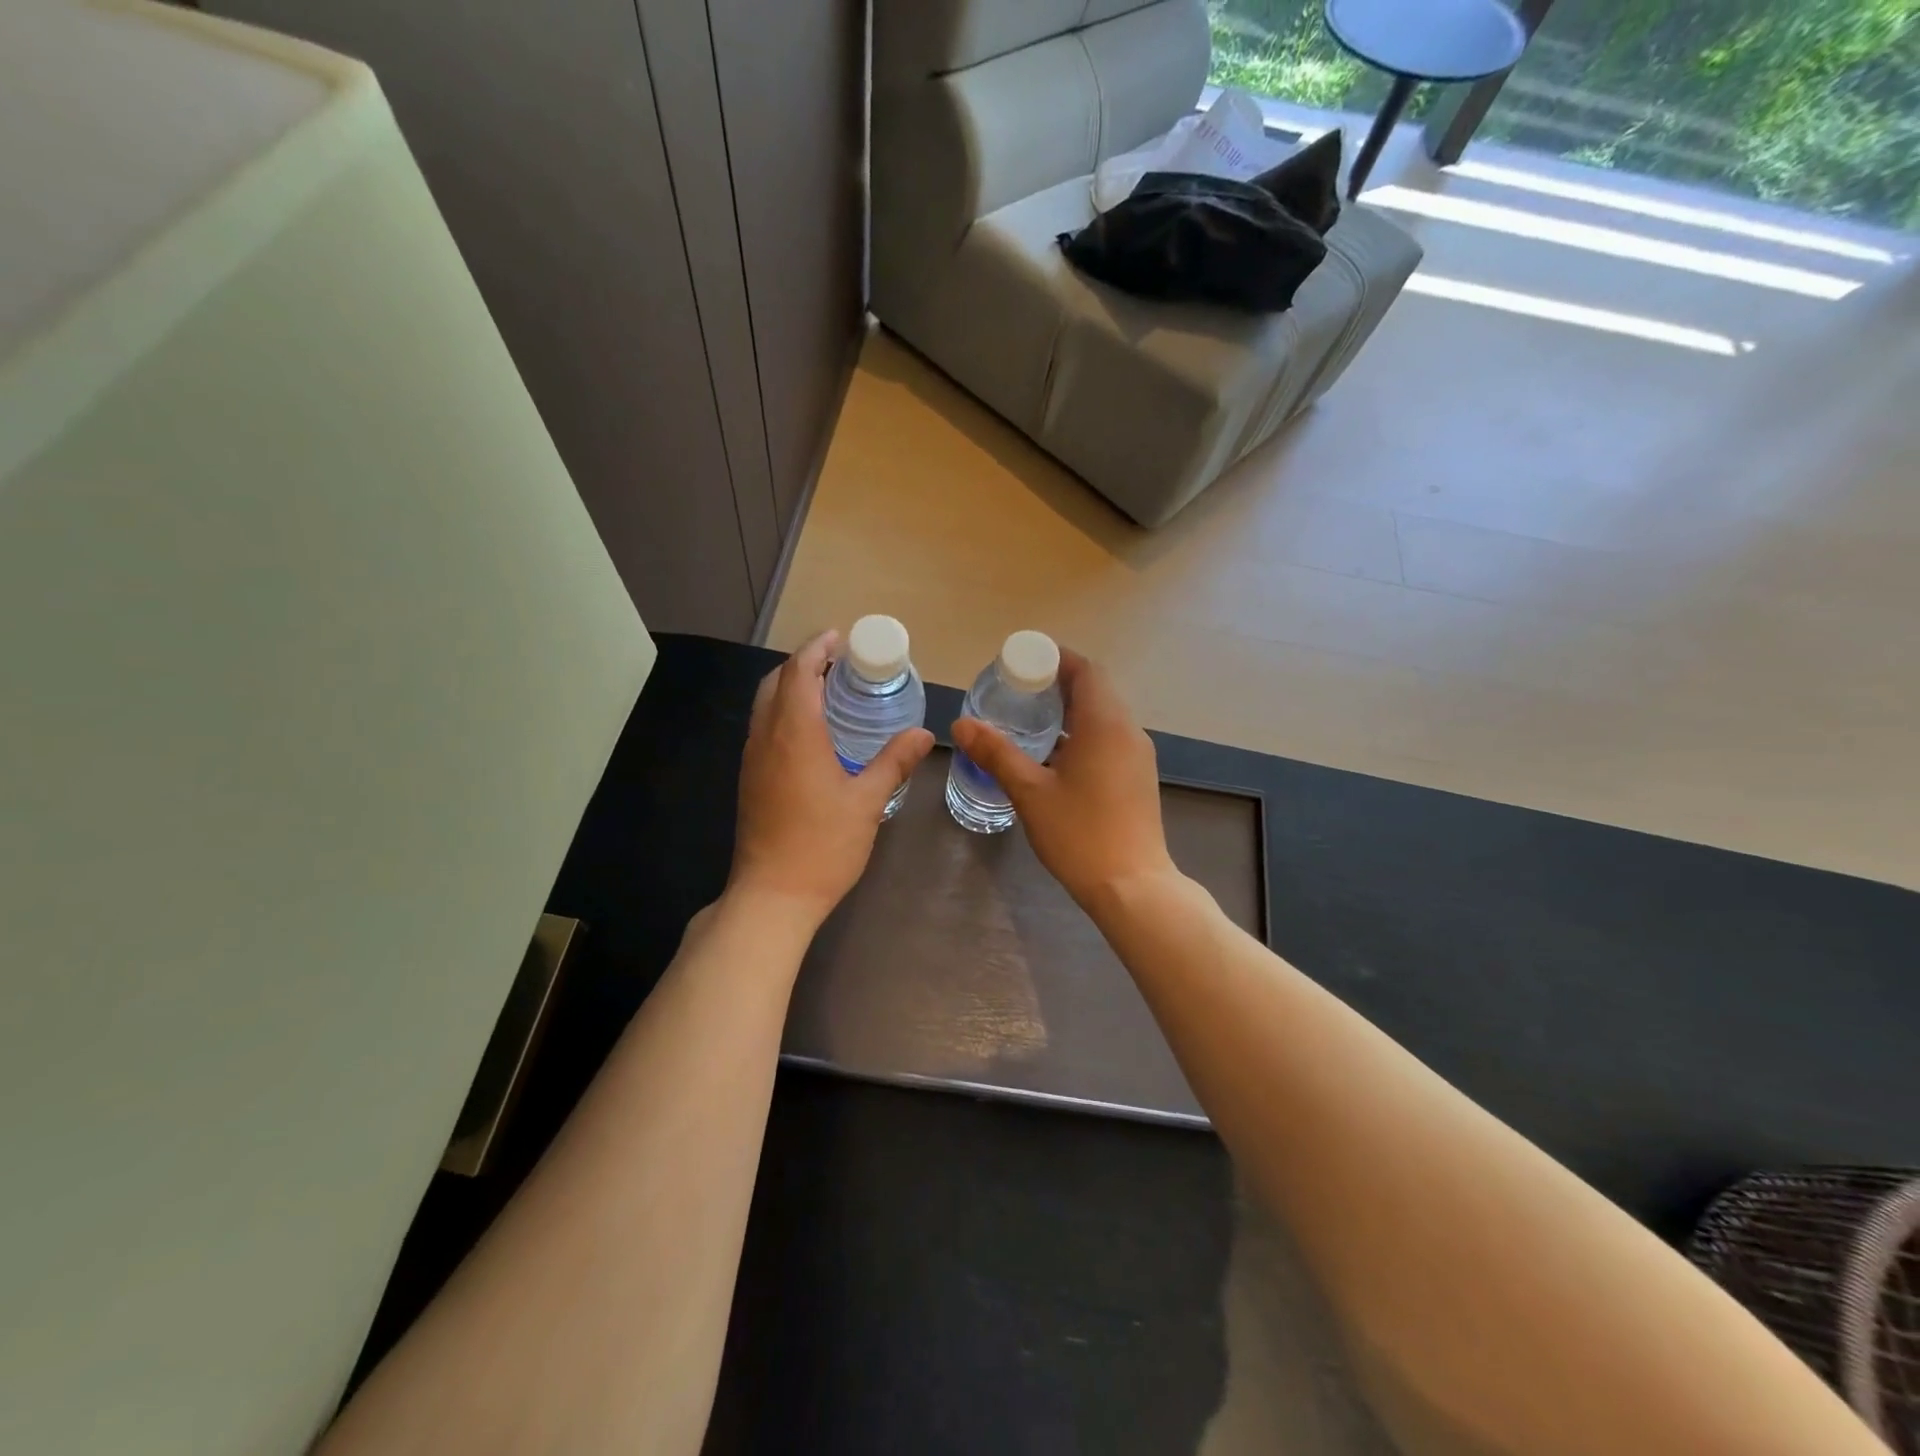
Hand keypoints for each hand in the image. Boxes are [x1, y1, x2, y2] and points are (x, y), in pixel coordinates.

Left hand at [727, 631, 933, 930]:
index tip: (841, 637)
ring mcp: (752, 759)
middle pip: (776, 681)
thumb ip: (894, 762)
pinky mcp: (750, 779)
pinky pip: (763, 727)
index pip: (800, 672)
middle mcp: (766, 737)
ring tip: (829, 689)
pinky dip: (784, 711)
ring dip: (792, 686)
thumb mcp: (867, 802)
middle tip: (840, 662)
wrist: (772, 895)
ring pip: (765, 704)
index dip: (818, 648)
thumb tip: (923, 733)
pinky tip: (812, 731)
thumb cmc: (822, 846)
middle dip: (804, 663)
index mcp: (794, 734)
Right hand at [950, 650, 1175, 907]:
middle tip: (1017, 690)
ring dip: (1070, 709)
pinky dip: (1082, 732)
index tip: (1022, 663)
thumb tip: (961, 724)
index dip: (1055, 659)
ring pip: (1104, 715)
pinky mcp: (1137, 777)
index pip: (1086, 670)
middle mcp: (1128, 730)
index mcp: (1105, 723)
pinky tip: (1054, 755)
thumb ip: (996, 753)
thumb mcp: (1030, 791)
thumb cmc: (1080, 834)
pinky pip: (1109, 737)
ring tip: (1029, 719)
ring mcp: (1137, 755)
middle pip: (1096, 689)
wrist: (1132, 887)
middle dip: (1058, 683)